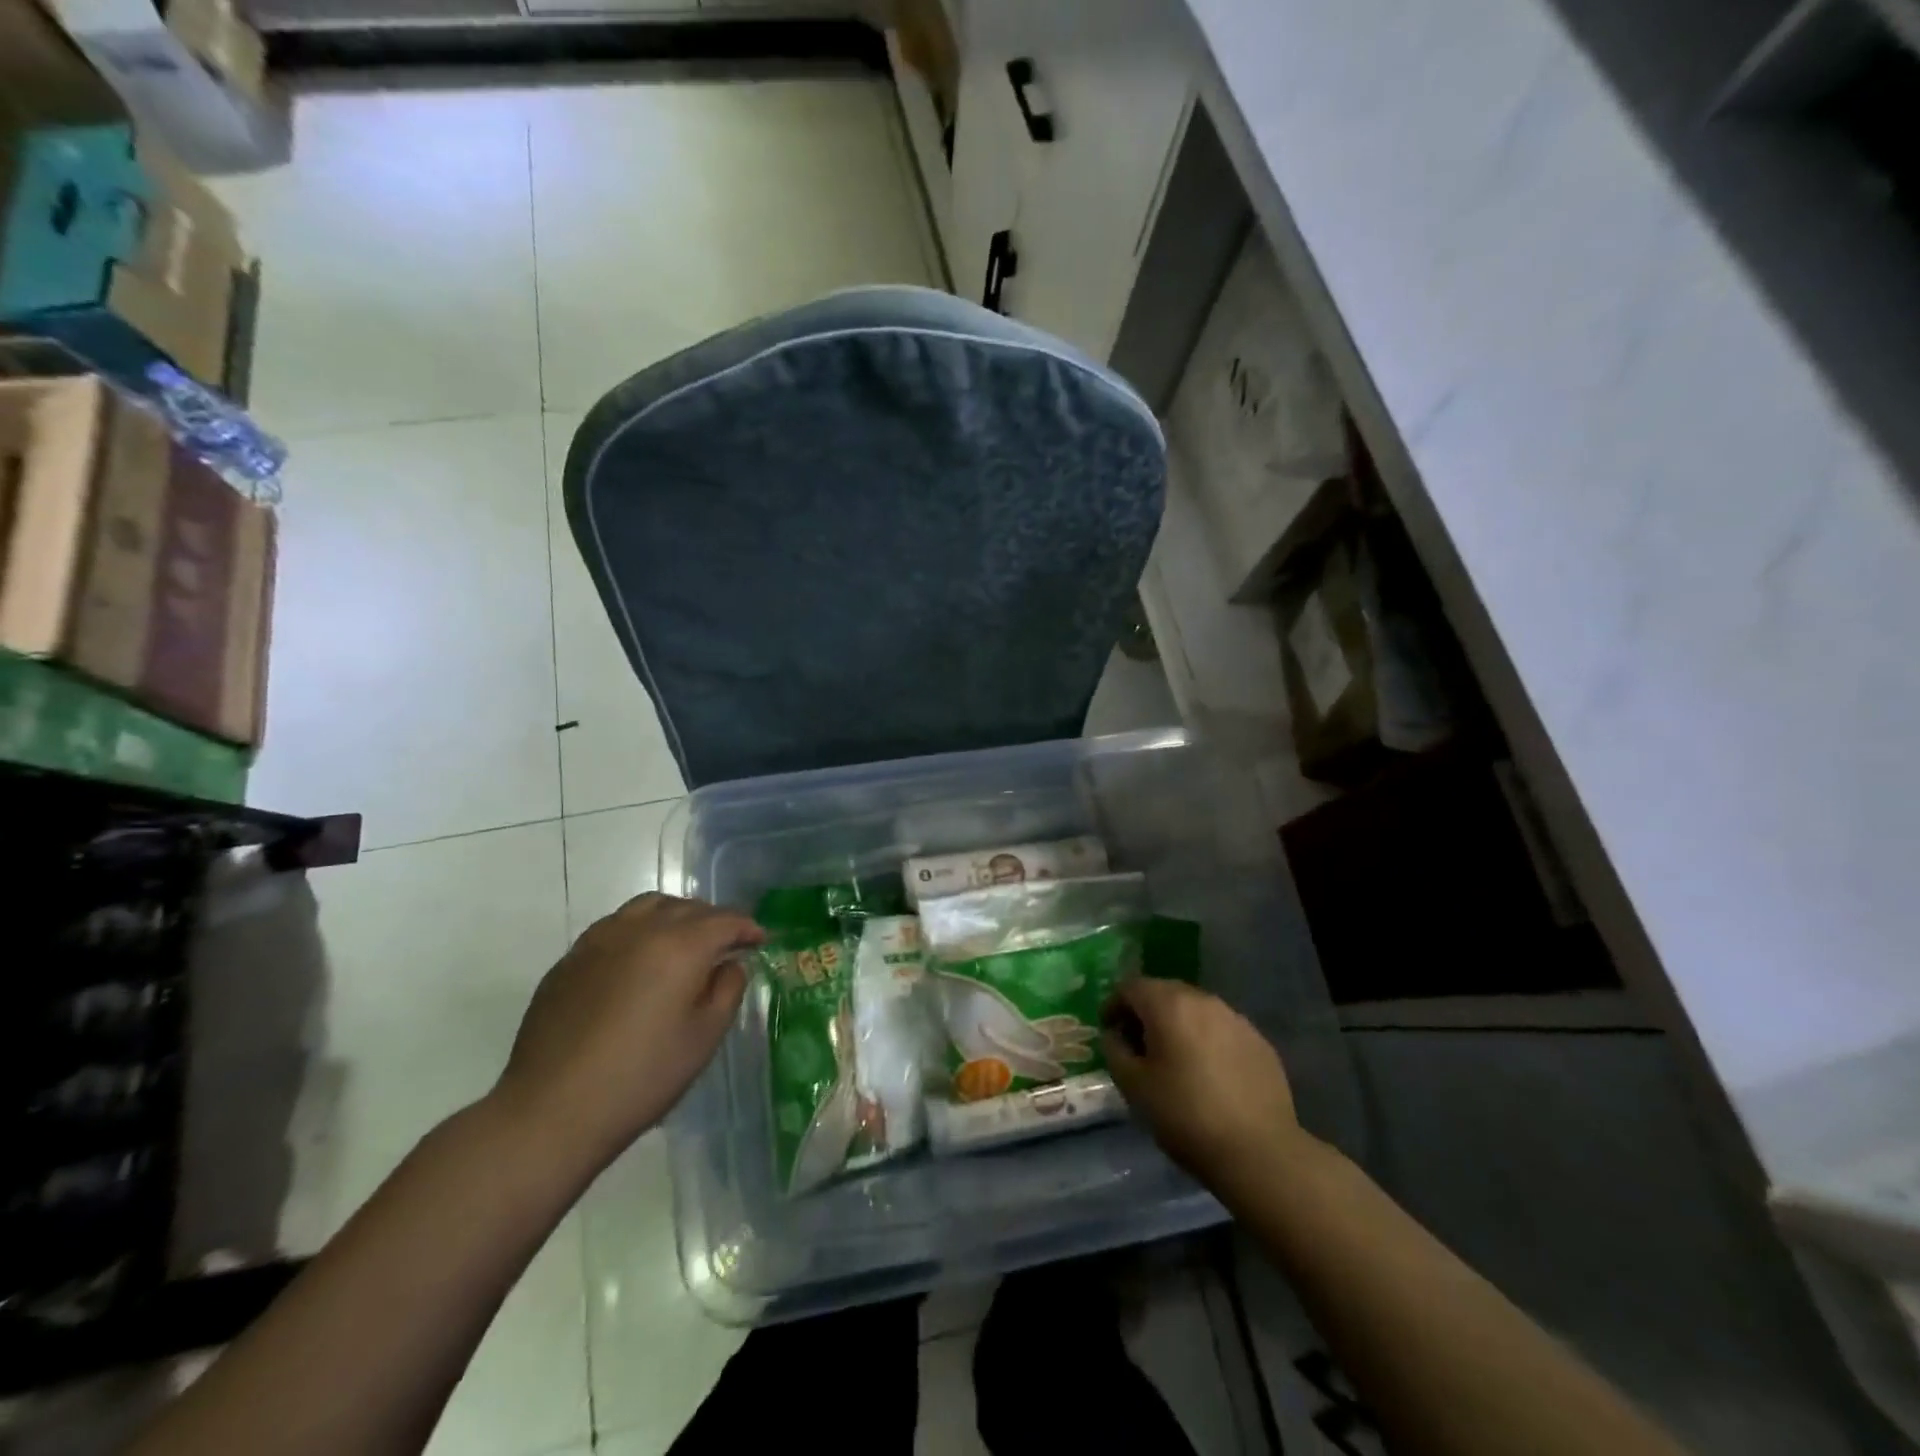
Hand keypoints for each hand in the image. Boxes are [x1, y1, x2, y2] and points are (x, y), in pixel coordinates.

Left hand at [493, 893, 762, 1171]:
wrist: (551, 1110)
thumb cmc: (642, 1076)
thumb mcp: (703, 1038)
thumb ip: (727, 990)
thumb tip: (729, 965)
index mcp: (679, 946)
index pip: (724, 921)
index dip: (747, 927)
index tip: (760, 940)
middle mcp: (640, 930)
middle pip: (687, 907)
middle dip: (714, 919)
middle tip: (727, 942)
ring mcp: (599, 940)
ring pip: (648, 907)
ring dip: (675, 915)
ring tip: (685, 940)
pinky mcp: (570, 959)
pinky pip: (616, 926)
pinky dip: (640, 929)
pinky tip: (640, 959)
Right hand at [1101, 978, 1309, 1180]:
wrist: (1259, 1152)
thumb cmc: (1186, 1115)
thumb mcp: (1133, 1086)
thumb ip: (1115, 1050)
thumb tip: (1115, 1035)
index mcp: (1169, 1004)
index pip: (1131, 987)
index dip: (1114, 1004)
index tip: (1108, 1029)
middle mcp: (1203, 1000)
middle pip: (1165, 992)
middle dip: (1146, 1012)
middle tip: (1137, 1044)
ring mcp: (1236, 1019)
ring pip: (1195, 1009)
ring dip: (1178, 1024)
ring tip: (1173, 1058)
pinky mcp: (1259, 1041)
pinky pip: (1221, 1029)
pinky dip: (1206, 1040)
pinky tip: (1207, 1073)